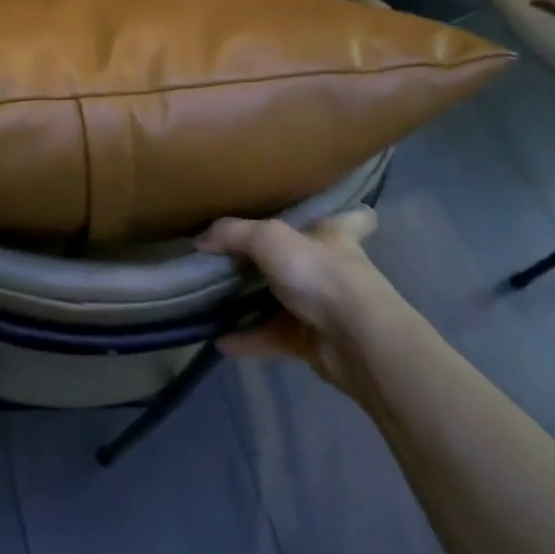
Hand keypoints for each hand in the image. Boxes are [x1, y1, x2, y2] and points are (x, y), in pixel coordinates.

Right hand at [197, 207, 409, 395]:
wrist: (355, 340)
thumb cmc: (320, 274)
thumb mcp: (268, 239)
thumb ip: (231, 234)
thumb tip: (200, 240)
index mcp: (333, 236)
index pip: (352, 218)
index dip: (348, 213)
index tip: (333, 212)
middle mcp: (332, 269)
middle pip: (307, 260)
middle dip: (280, 260)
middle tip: (239, 256)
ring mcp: (323, 308)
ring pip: (284, 301)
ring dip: (255, 303)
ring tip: (216, 300)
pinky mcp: (311, 341)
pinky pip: (272, 337)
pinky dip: (247, 339)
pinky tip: (219, 340)